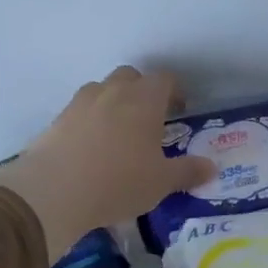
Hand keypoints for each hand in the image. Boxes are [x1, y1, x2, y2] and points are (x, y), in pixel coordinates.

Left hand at [0, 67, 213, 260]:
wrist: (55, 191)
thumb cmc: (120, 182)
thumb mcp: (162, 182)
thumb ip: (188, 171)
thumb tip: (212, 167)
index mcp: (144, 100)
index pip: (164, 79)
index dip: (175, 91)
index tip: (180, 110)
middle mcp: (112, 92)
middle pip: (130, 76)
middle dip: (142, 91)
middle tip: (150, 119)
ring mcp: (81, 103)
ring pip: (102, 89)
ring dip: (115, 102)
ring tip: (121, 132)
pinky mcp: (58, 119)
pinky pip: (81, 110)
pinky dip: (92, 120)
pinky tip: (94, 148)